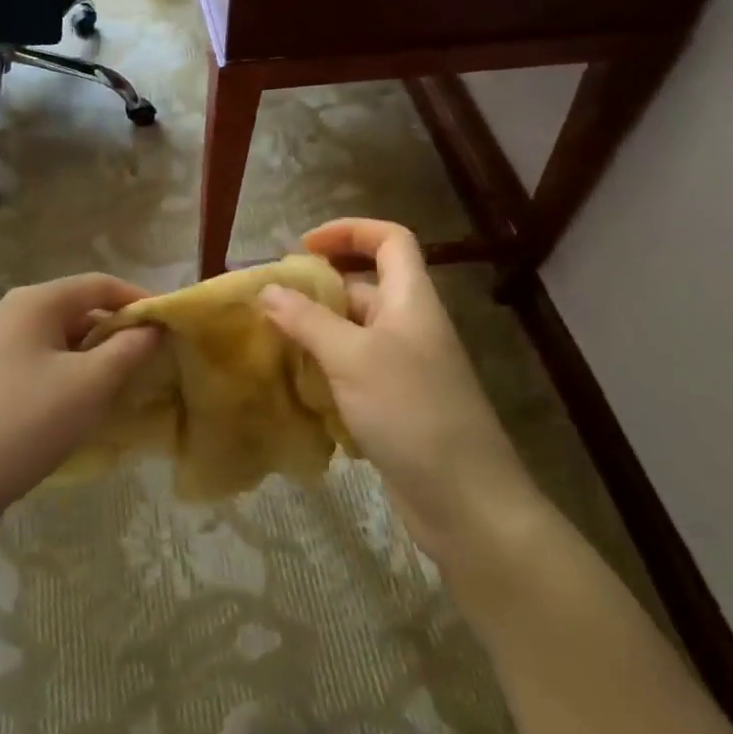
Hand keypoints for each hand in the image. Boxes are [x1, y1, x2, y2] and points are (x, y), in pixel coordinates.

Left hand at [0, 273, 160, 527]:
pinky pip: (42, 355)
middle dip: (116, 328)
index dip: (138, 299)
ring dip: (95, 350)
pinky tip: (85, 395)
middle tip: (151, 356)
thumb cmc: (32, 421)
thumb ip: (129, 348)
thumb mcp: (92, 383)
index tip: (169, 324)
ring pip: (60, 334)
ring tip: (124, 378)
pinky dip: (70, 366)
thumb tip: (153, 326)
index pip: (98, 284)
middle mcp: (11, 311)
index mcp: (34, 302)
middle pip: (77, 307)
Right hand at [260, 219, 543, 564]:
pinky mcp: (393, 403)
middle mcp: (408, 326)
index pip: (390, 240)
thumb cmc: (412, 412)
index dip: (349, 231)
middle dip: (315, 290)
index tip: (302, 248)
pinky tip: (292, 387)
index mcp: (410, 301)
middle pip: (362, 286)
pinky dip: (321, 371)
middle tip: (268, 304)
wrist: (465, 502)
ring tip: (269, 344)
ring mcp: (402, 367)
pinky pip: (350, 371)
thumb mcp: (351, 358)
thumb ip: (307, 320)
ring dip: (312, 333)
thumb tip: (267, 289)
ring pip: (351, 332)